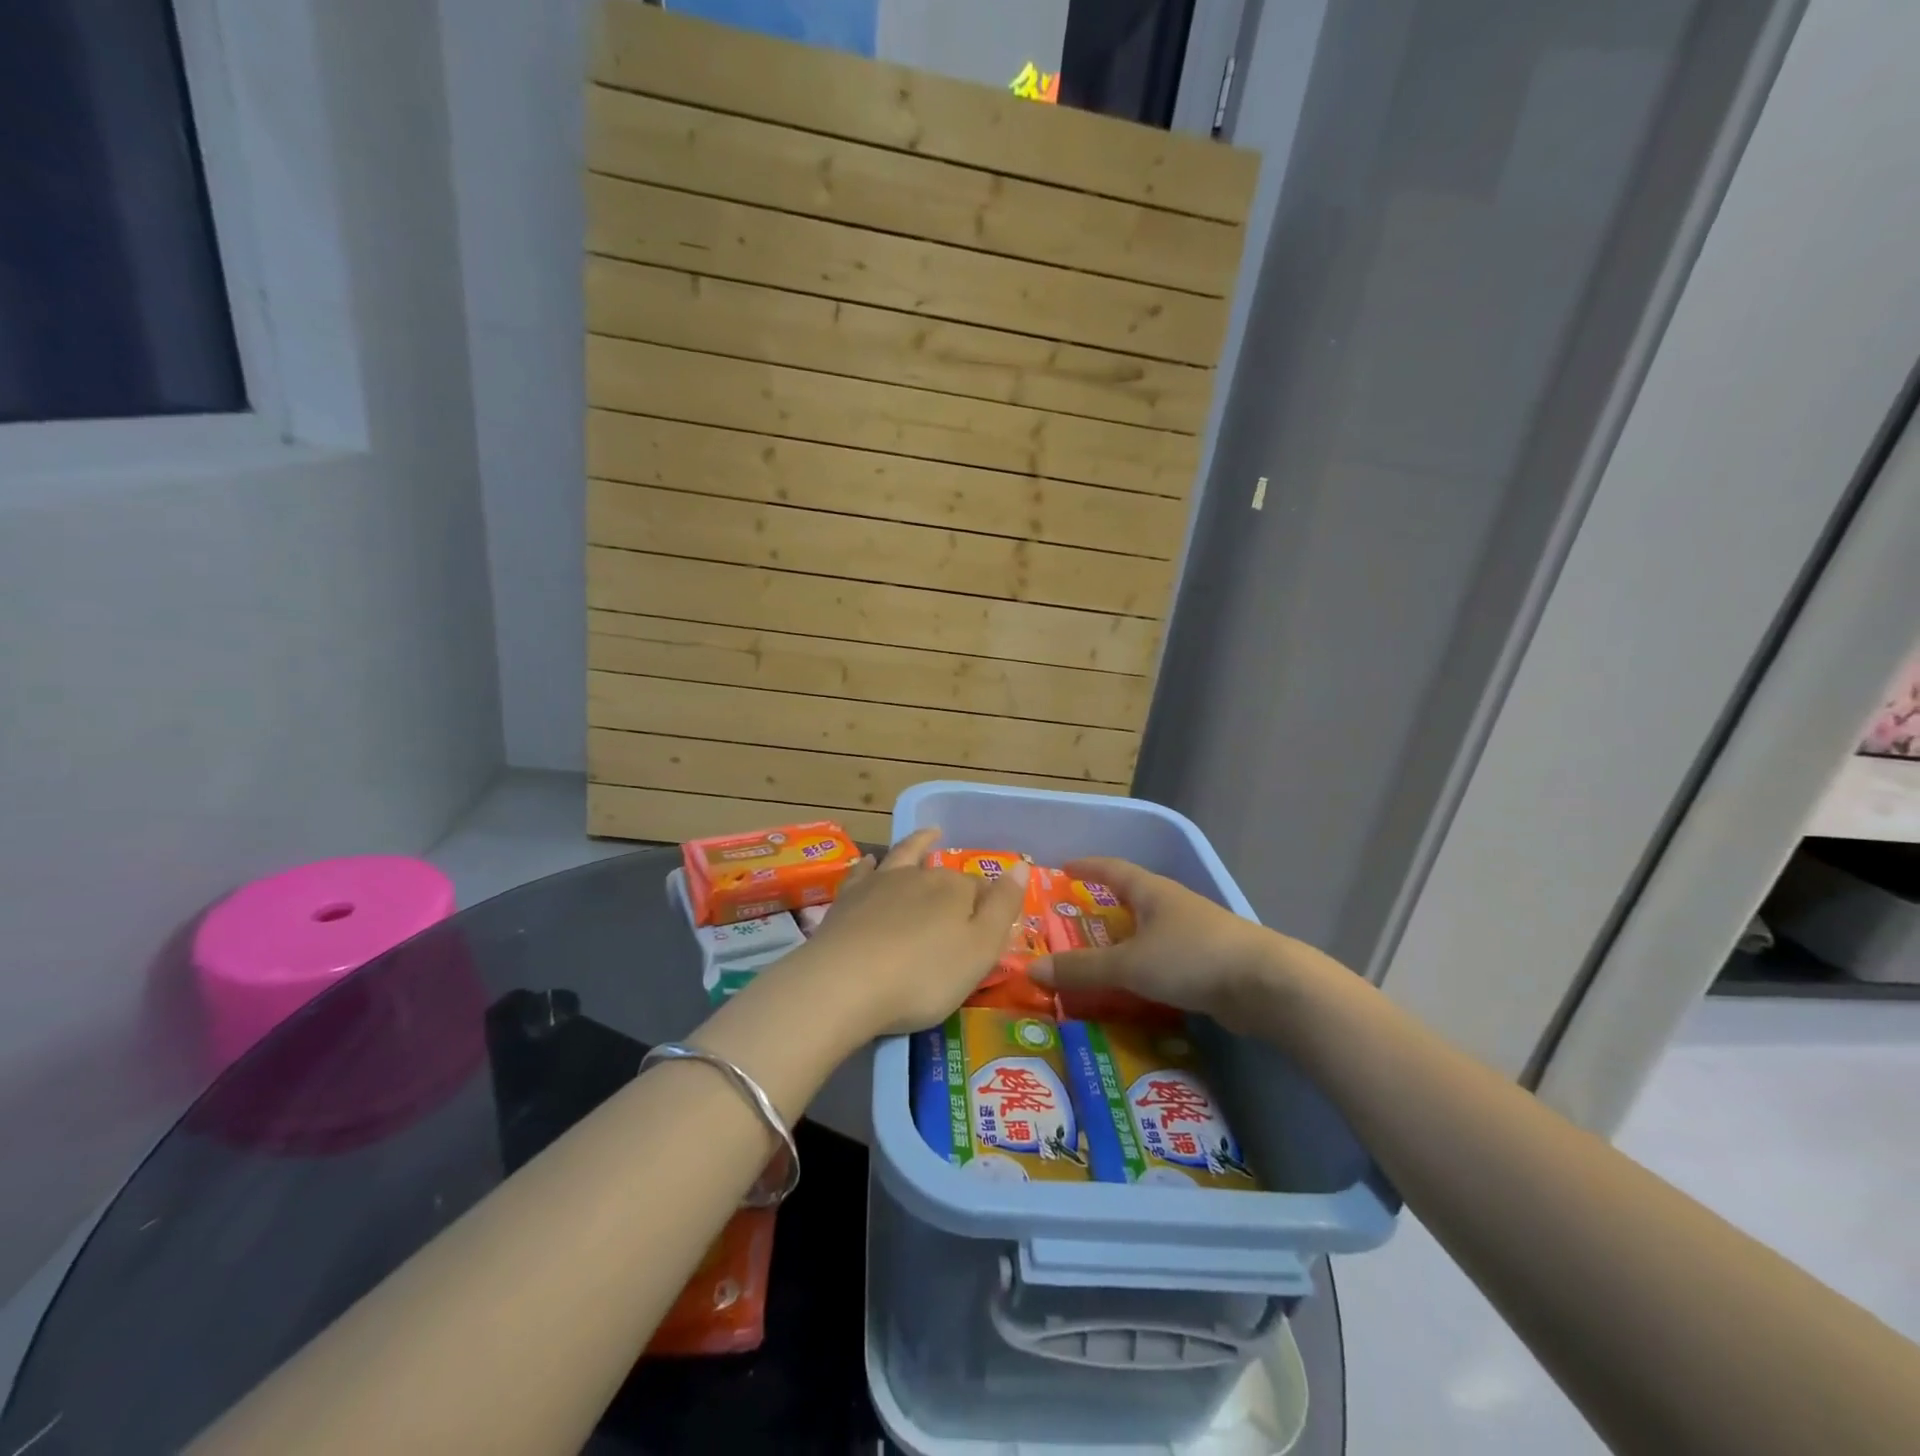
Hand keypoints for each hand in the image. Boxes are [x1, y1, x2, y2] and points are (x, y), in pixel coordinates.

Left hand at [788, 827, 1029, 1039]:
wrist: (845, 983)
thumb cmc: (923, 977)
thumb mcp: (980, 950)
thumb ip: (1002, 907)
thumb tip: (1021, 865)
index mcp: (956, 890)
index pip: (980, 890)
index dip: (987, 905)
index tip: (989, 926)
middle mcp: (920, 876)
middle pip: (944, 875)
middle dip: (955, 883)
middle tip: (962, 892)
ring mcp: (880, 884)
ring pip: (905, 857)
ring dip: (918, 846)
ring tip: (928, 836)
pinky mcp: (848, 899)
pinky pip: (863, 872)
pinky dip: (871, 864)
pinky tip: (871, 861)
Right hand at [1029, 858, 1275, 1028]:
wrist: (1266, 986)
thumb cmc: (1191, 958)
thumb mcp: (1129, 964)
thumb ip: (1082, 968)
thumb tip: (1030, 970)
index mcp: (1153, 892)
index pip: (1113, 869)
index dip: (1088, 867)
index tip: (1064, 866)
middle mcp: (1174, 906)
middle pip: (1133, 898)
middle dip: (1105, 906)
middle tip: (1074, 920)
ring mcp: (1196, 934)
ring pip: (1151, 932)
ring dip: (1126, 941)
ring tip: (1098, 957)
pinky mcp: (1210, 963)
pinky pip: (1166, 959)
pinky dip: (1145, 967)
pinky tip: (1135, 987)